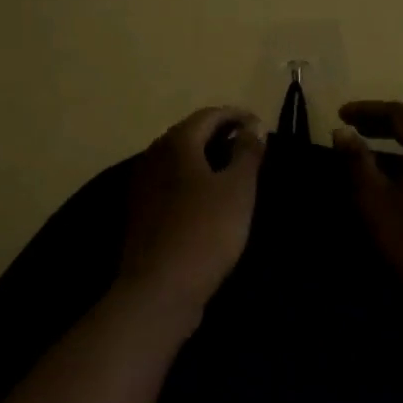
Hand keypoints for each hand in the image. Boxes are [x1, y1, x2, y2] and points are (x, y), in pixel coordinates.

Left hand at [118, 106, 265, 313]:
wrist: (160, 287)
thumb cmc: (206, 230)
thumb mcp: (238, 189)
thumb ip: (247, 152)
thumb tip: (253, 126)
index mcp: (177, 142)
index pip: (210, 115)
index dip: (237, 116)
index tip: (261, 126)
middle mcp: (154, 155)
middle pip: (190, 133)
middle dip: (221, 134)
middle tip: (250, 147)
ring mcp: (143, 184)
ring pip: (179, 159)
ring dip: (206, 158)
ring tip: (234, 171)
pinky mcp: (141, 211)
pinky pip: (171, 182)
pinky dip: (193, 179)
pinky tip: (209, 198)